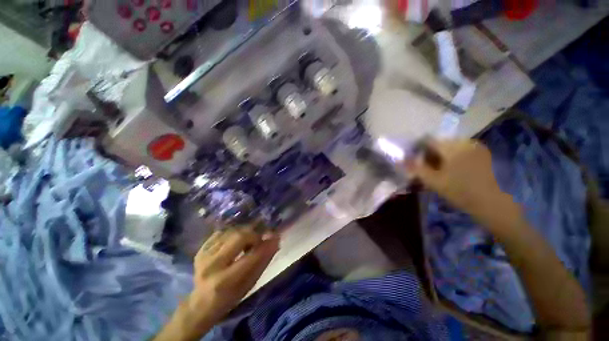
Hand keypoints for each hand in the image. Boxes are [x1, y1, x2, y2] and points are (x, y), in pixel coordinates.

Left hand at [189, 229, 279, 320]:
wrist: (200, 303)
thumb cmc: (229, 298)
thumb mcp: (249, 284)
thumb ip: (263, 261)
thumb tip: (275, 241)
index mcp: (225, 281)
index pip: (251, 256)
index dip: (265, 245)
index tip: (275, 237)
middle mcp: (212, 265)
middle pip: (239, 236)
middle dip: (253, 236)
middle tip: (258, 241)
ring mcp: (204, 255)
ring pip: (231, 231)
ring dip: (243, 234)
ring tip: (246, 243)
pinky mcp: (201, 249)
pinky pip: (222, 232)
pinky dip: (232, 234)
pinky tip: (234, 242)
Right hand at [405, 139, 509, 222]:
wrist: (489, 202)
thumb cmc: (458, 191)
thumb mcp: (432, 181)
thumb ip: (415, 168)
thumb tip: (400, 159)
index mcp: (452, 147)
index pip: (428, 141)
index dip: (419, 150)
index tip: (416, 161)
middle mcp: (464, 141)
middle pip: (439, 142)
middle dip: (431, 153)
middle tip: (429, 167)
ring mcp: (475, 146)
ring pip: (450, 145)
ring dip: (442, 154)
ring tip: (441, 169)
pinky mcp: (481, 151)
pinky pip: (461, 148)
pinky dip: (453, 155)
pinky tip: (454, 168)